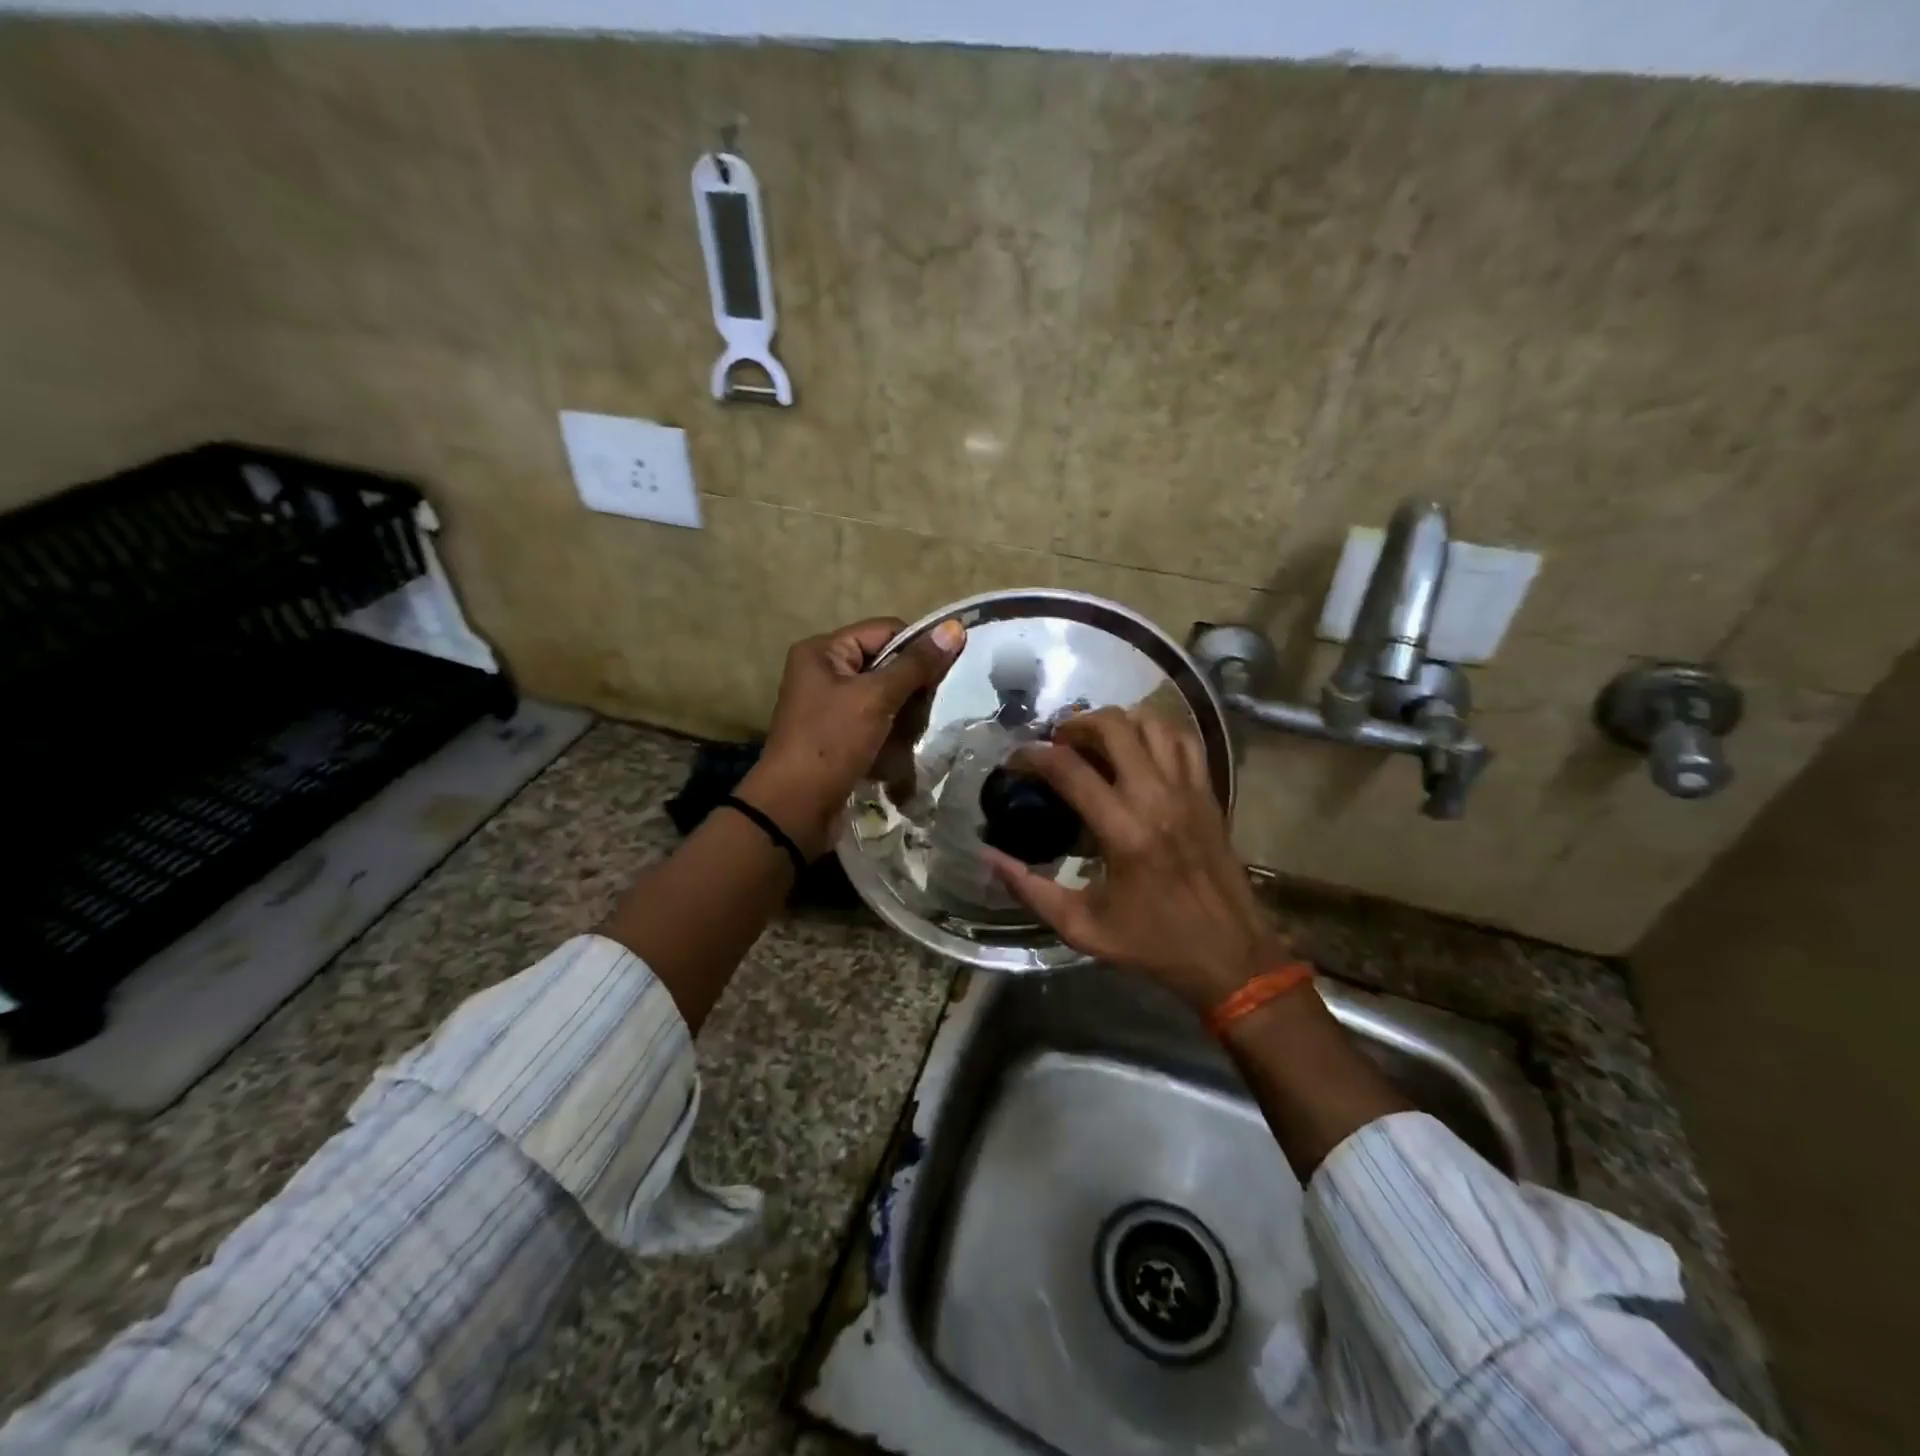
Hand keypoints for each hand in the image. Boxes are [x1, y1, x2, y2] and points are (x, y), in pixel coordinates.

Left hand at [740, 616, 964, 857]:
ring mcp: (830, 708)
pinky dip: (891, 737)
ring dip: (904, 717)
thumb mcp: (876, 697)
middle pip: (886, 665)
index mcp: (823, 651)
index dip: (917, 648)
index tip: (941, 676)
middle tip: (923, 712)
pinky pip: (876, 726)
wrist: (796, 808)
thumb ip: (916, 664)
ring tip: (911, 737)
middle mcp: (824, 673)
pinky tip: (899, 755)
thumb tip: (954, 628)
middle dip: (910, 689)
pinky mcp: (838, 738)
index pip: (885, 631)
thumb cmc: (832, 741)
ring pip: (885, 699)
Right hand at [983, 707, 1285, 1012]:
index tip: (1015, 760)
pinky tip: (1138, 746)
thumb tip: (989, 857)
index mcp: (1124, 832)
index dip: (1033, 755)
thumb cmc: (1153, 945)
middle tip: (1056, 744)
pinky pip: (1184, 740)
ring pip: (1152, 722)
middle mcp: (1157, 798)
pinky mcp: (1209, 793)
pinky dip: (1156, 730)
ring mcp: (1188, 790)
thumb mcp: (1082, 929)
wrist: (1230, 956)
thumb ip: (1030, 891)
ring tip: (1094, 740)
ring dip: (1116, 722)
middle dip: (1075, 725)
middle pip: (1114, 727)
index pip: (1070, 769)